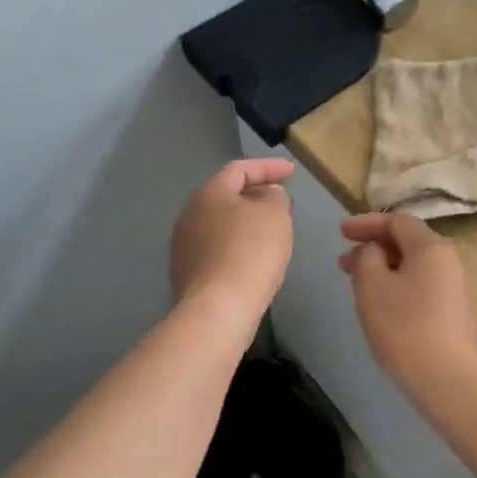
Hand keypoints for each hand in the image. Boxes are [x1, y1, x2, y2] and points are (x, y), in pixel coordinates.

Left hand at [170, 159, 295, 321]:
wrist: (218, 310)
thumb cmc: (251, 252)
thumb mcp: (275, 215)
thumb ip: (275, 196)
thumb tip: (267, 195)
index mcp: (209, 194)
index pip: (240, 169)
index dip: (268, 167)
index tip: (292, 172)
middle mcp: (190, 215)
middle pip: (227, 196)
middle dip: (256, 195)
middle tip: (281, 201)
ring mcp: (184, 246)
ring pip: (221, 224)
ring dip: (246, 223)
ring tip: (270, 231)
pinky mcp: (187, 274)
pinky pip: (217, 250)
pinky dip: (237, 247)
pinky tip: (253, 260)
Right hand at [339, 213, 476, 408]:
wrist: (452, 382)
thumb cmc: (406, 327)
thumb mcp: (372, 286)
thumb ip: (367, 257)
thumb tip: (375, 251)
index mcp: (431, 246)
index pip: (397, 221)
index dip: (366, 223)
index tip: (341, 232)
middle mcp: (448, 260)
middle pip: (407, 243)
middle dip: (373, 248)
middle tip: (343, 263)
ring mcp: (455, 288)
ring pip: (413, 267)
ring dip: (384, 269)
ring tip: (358, 286)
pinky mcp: (455, 314)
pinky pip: (421, 287)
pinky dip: (398, 286)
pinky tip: (383, 308)